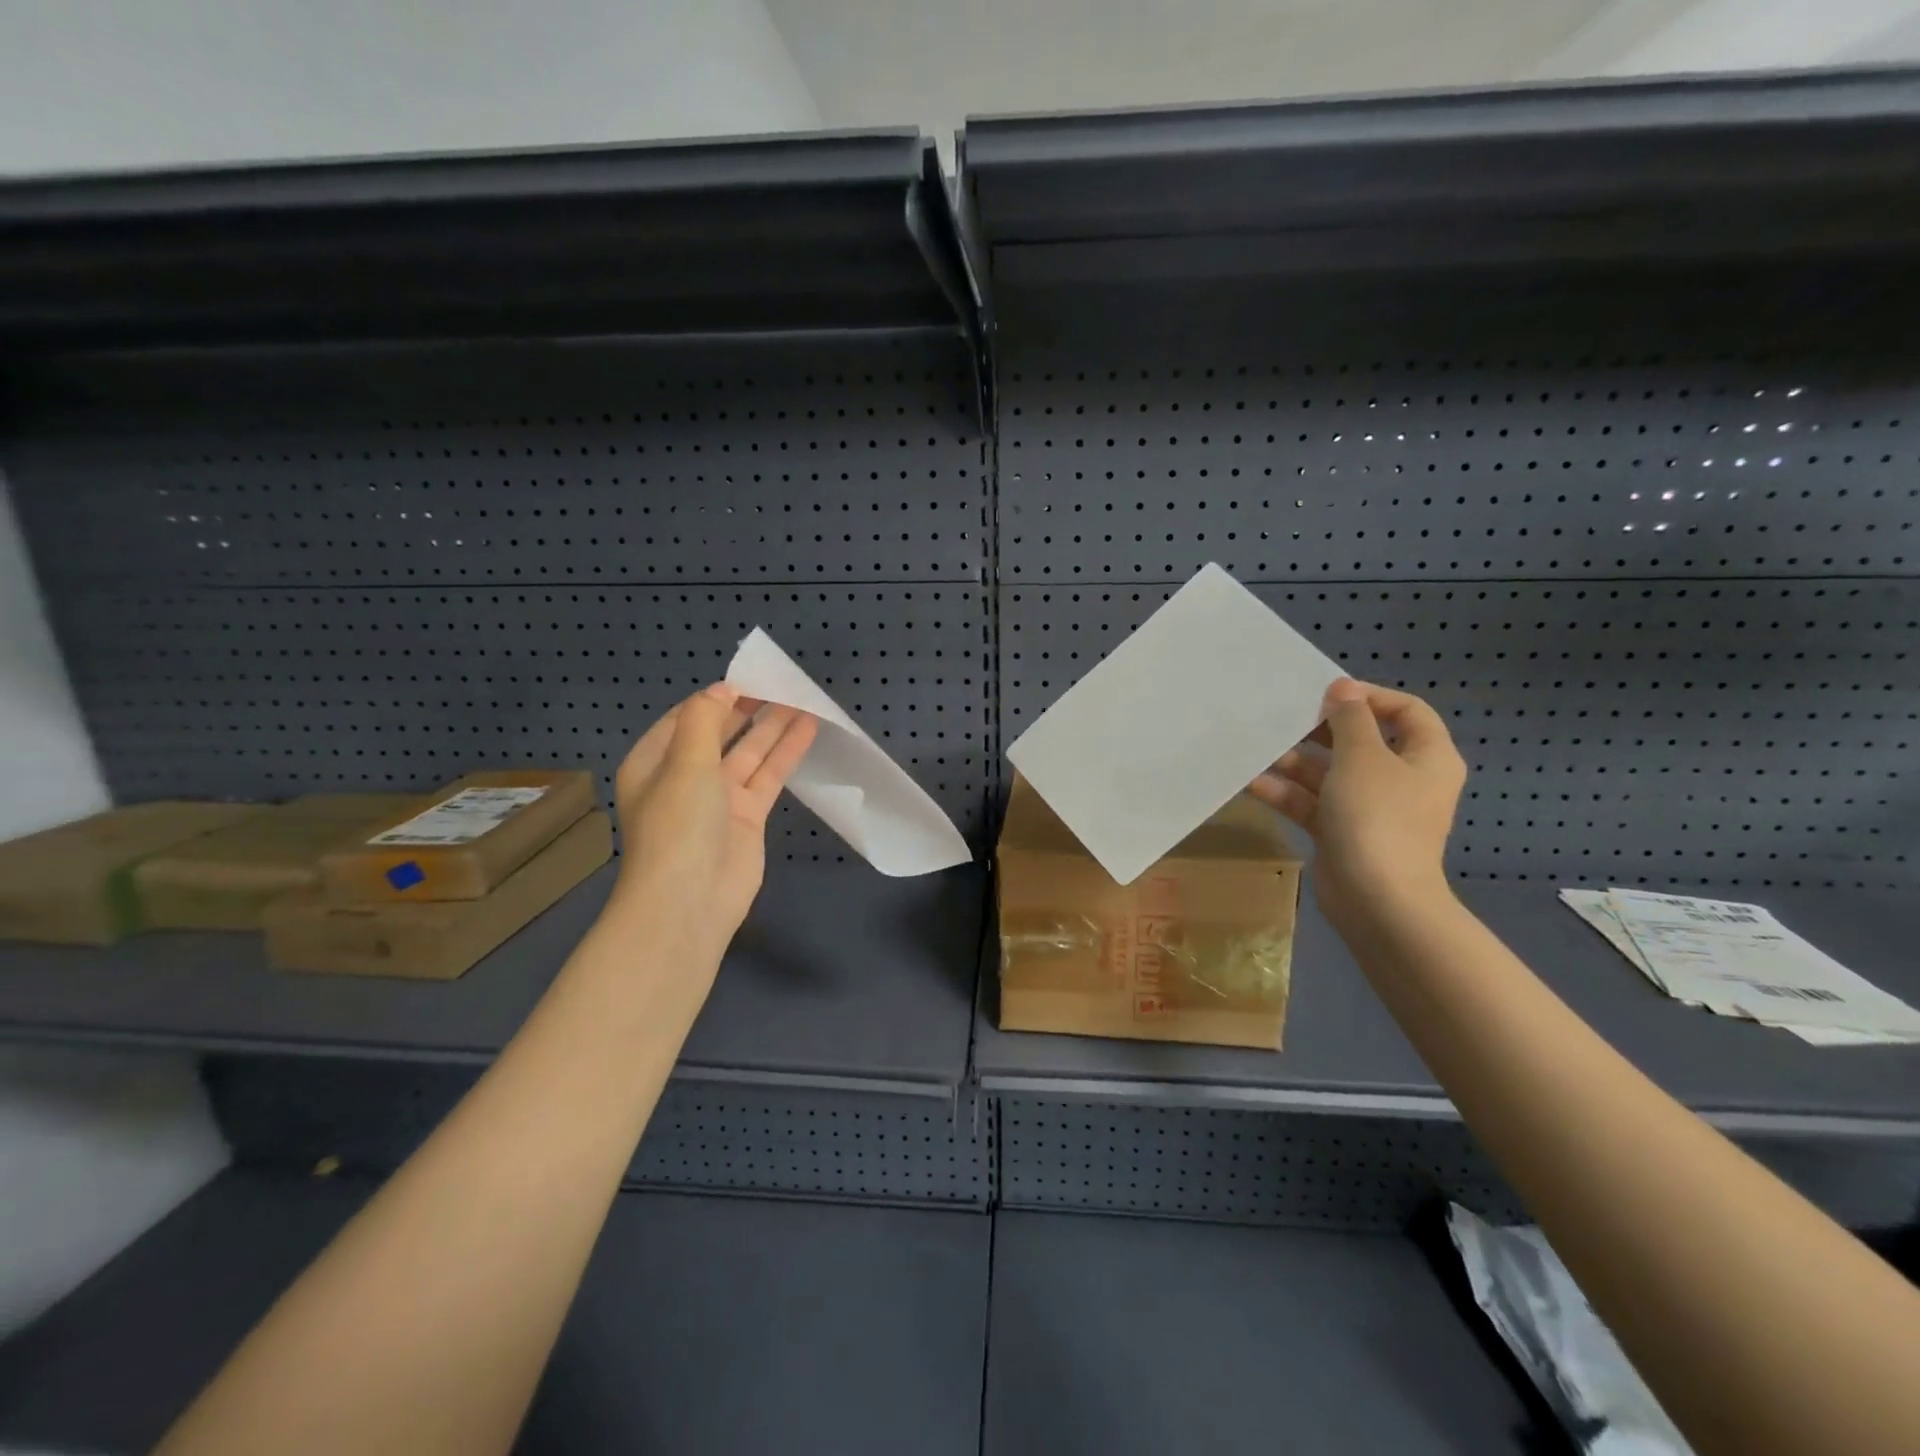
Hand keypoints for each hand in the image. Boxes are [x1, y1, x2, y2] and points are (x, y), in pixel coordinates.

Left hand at [609, 684, 816, 962]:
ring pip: (749, 753)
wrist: (690, 900)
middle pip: (720, 733)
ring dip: (773, 727)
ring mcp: (718, 799)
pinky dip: (786, 753)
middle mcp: (684, 777)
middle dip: (748, 709)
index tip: (749, 677)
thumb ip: (704, 720)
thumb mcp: (684, 763)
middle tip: (780, 684)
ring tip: (802, 699)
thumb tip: (722, 690)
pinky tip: (807, 730)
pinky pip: (768, 776)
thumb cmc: (678, 825)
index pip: (686, 718)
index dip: (716, 697)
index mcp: (654, 762)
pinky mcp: (747, 817)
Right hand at [1247, 679, 1465, 927]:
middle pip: (1361, 741)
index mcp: (1426, 757)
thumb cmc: (1378, 817)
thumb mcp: (1362, 757)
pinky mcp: (1341, 832)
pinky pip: (1312, 802)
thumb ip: (1350, 719)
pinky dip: (1286, 792)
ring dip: (1295, 762)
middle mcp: (1401, 779)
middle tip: (1284, 717)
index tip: (1326, 693)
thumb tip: (1343, 689)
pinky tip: (1252, 782)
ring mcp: (1369, 808)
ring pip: (1329, 773)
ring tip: (1258, 749)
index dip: (1369, 697)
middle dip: (1320, 730)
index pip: (1406, 711)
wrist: (1376, 900)